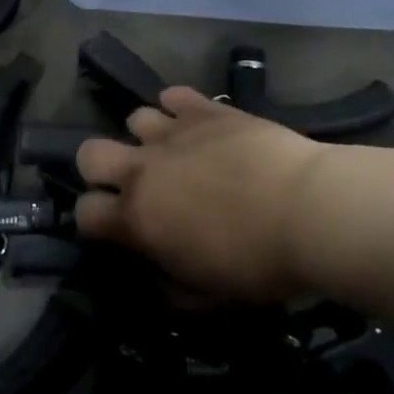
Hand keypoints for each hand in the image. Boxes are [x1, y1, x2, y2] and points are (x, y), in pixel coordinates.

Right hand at [75, 88, 328, 303]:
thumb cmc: (258, 264)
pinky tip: (196, 124)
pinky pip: (174, 95)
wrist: (308, 211)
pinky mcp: (206, 109)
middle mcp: (144, 168)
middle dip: (100, 170)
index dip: (93, 222)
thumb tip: (156, 270)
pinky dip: (178, 108)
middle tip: (132, 185)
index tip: (115, 229)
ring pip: (134, 118)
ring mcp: (174, 132)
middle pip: (89, 153)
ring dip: (147, 138)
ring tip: (174, 152)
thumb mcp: (208, 298)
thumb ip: (169, 284)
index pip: (84, 213)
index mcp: (138, 218)